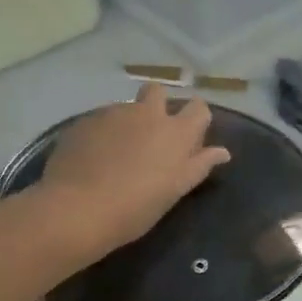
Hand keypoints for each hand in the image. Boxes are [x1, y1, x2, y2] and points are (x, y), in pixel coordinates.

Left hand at [38, 83, 231, 252]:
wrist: (78, 208)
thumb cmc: (136, 207)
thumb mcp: (175, 191)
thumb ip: (199, 166)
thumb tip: (223, 152)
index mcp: (176, 132)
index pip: (198, 108)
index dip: (196, 119)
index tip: (189, 138)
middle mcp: (147, 113)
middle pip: (158, 91)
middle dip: (158, 104)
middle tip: (152, 136)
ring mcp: (112, 114)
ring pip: (127, 107)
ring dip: (128, 122)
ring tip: (118, 153)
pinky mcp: (84, 122)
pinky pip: (100, 120)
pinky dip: (103, 133)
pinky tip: (94, 158)